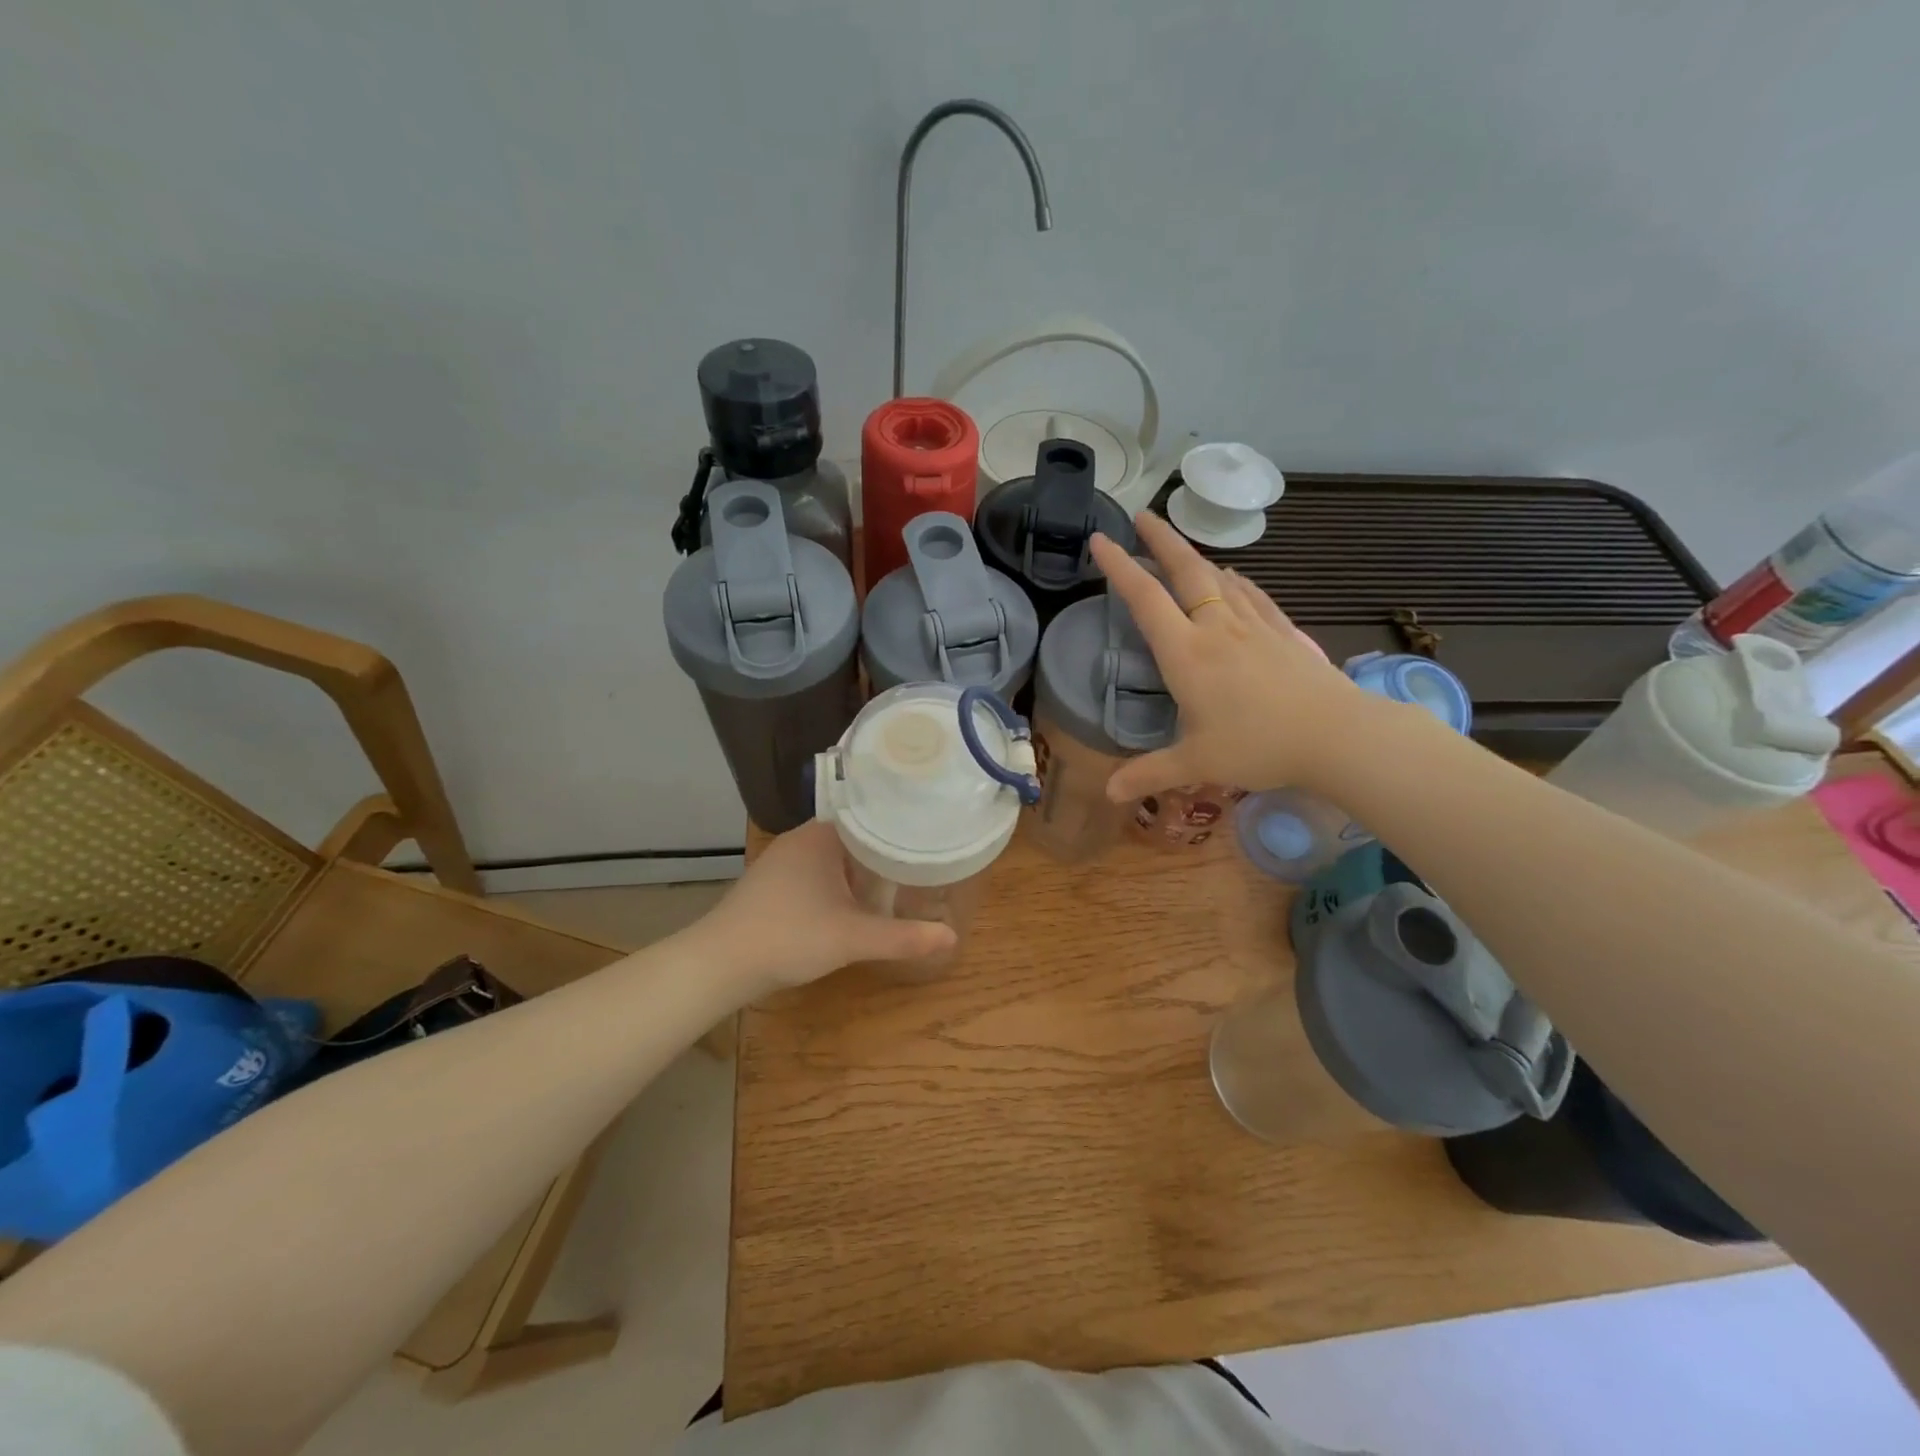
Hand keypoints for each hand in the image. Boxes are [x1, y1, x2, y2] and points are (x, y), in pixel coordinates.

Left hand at [697, 820, 957, 992]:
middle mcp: (802, 839)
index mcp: (821, 835)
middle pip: (856, 834)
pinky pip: (820, 870)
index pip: (871, 813)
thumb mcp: (852, 938)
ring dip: (864, 865)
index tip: (932, 831)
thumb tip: (951, 936)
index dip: (902, 823)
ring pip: (836, 854)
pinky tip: (859, 898)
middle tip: (926, 857)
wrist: (719, 964)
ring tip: (902, 875)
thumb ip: (902, 937)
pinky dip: (842, 879)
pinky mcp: (774, 883)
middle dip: (888, 847)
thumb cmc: (788, 937)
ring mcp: (784, 860)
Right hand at [1088, 511, 1367, 801]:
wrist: (1338, 735)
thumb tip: (1107, 794)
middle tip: (1142, 516)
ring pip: (1220, 577)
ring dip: (1195, 556)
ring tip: (1181, 548)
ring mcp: (1255, 626)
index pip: (1145, 599)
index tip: (1101, 540)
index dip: (1120, 567)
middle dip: (1161, 540)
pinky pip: (1253, 595)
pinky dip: (1236, 580)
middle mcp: (1217, 628)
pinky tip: (1236, 578)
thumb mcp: (1196, 763)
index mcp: (1187, 653)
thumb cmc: (1259, 746)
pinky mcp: (1284, 633)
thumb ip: (1149, 773)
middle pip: (1186, 571)